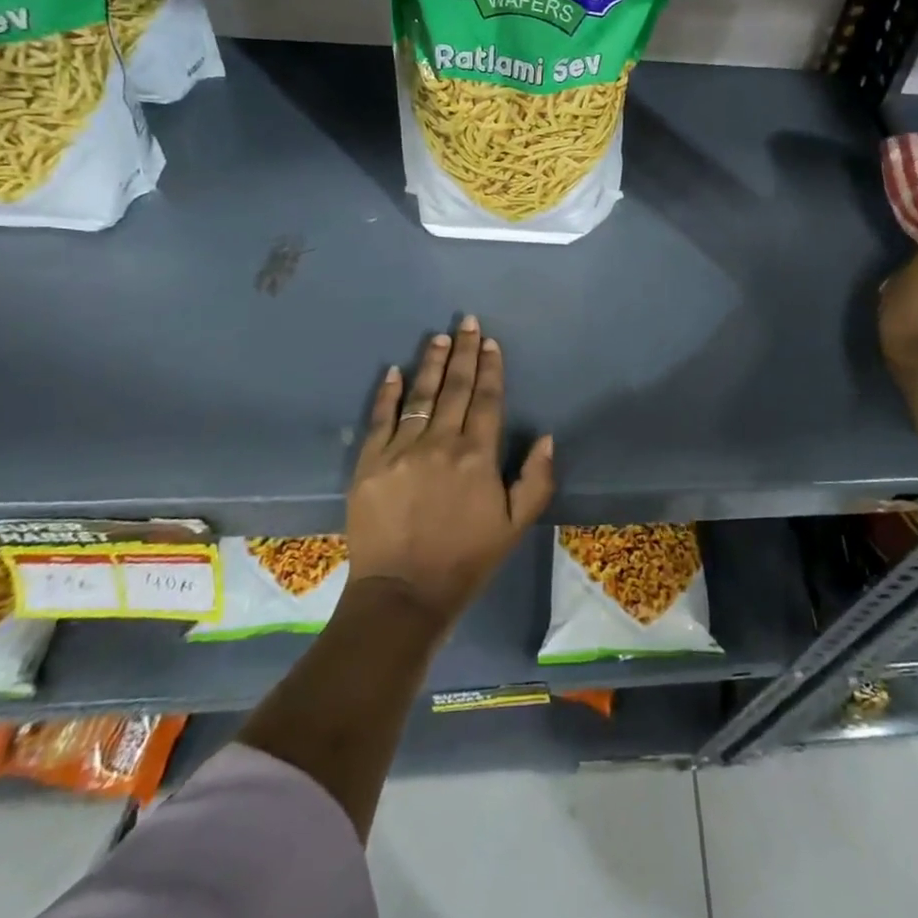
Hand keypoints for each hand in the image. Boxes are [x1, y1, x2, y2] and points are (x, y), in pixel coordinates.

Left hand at [345, 315, 554, 634]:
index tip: (490, 342)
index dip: (490, 368)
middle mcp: (441, 443)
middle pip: (455, 388)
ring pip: (420, 396)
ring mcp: (401, 450)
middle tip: (466, 322)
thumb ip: (536, 480)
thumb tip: (547, 437)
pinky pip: (380, 419)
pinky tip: (393, 371)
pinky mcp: (370, 463)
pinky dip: (387, 393)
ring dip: (430, 363)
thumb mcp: (515, 526)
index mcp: (478, 456)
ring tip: (438, 337)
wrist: (402, 595)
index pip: (487, 400)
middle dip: (463, 352)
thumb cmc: (465, 560)